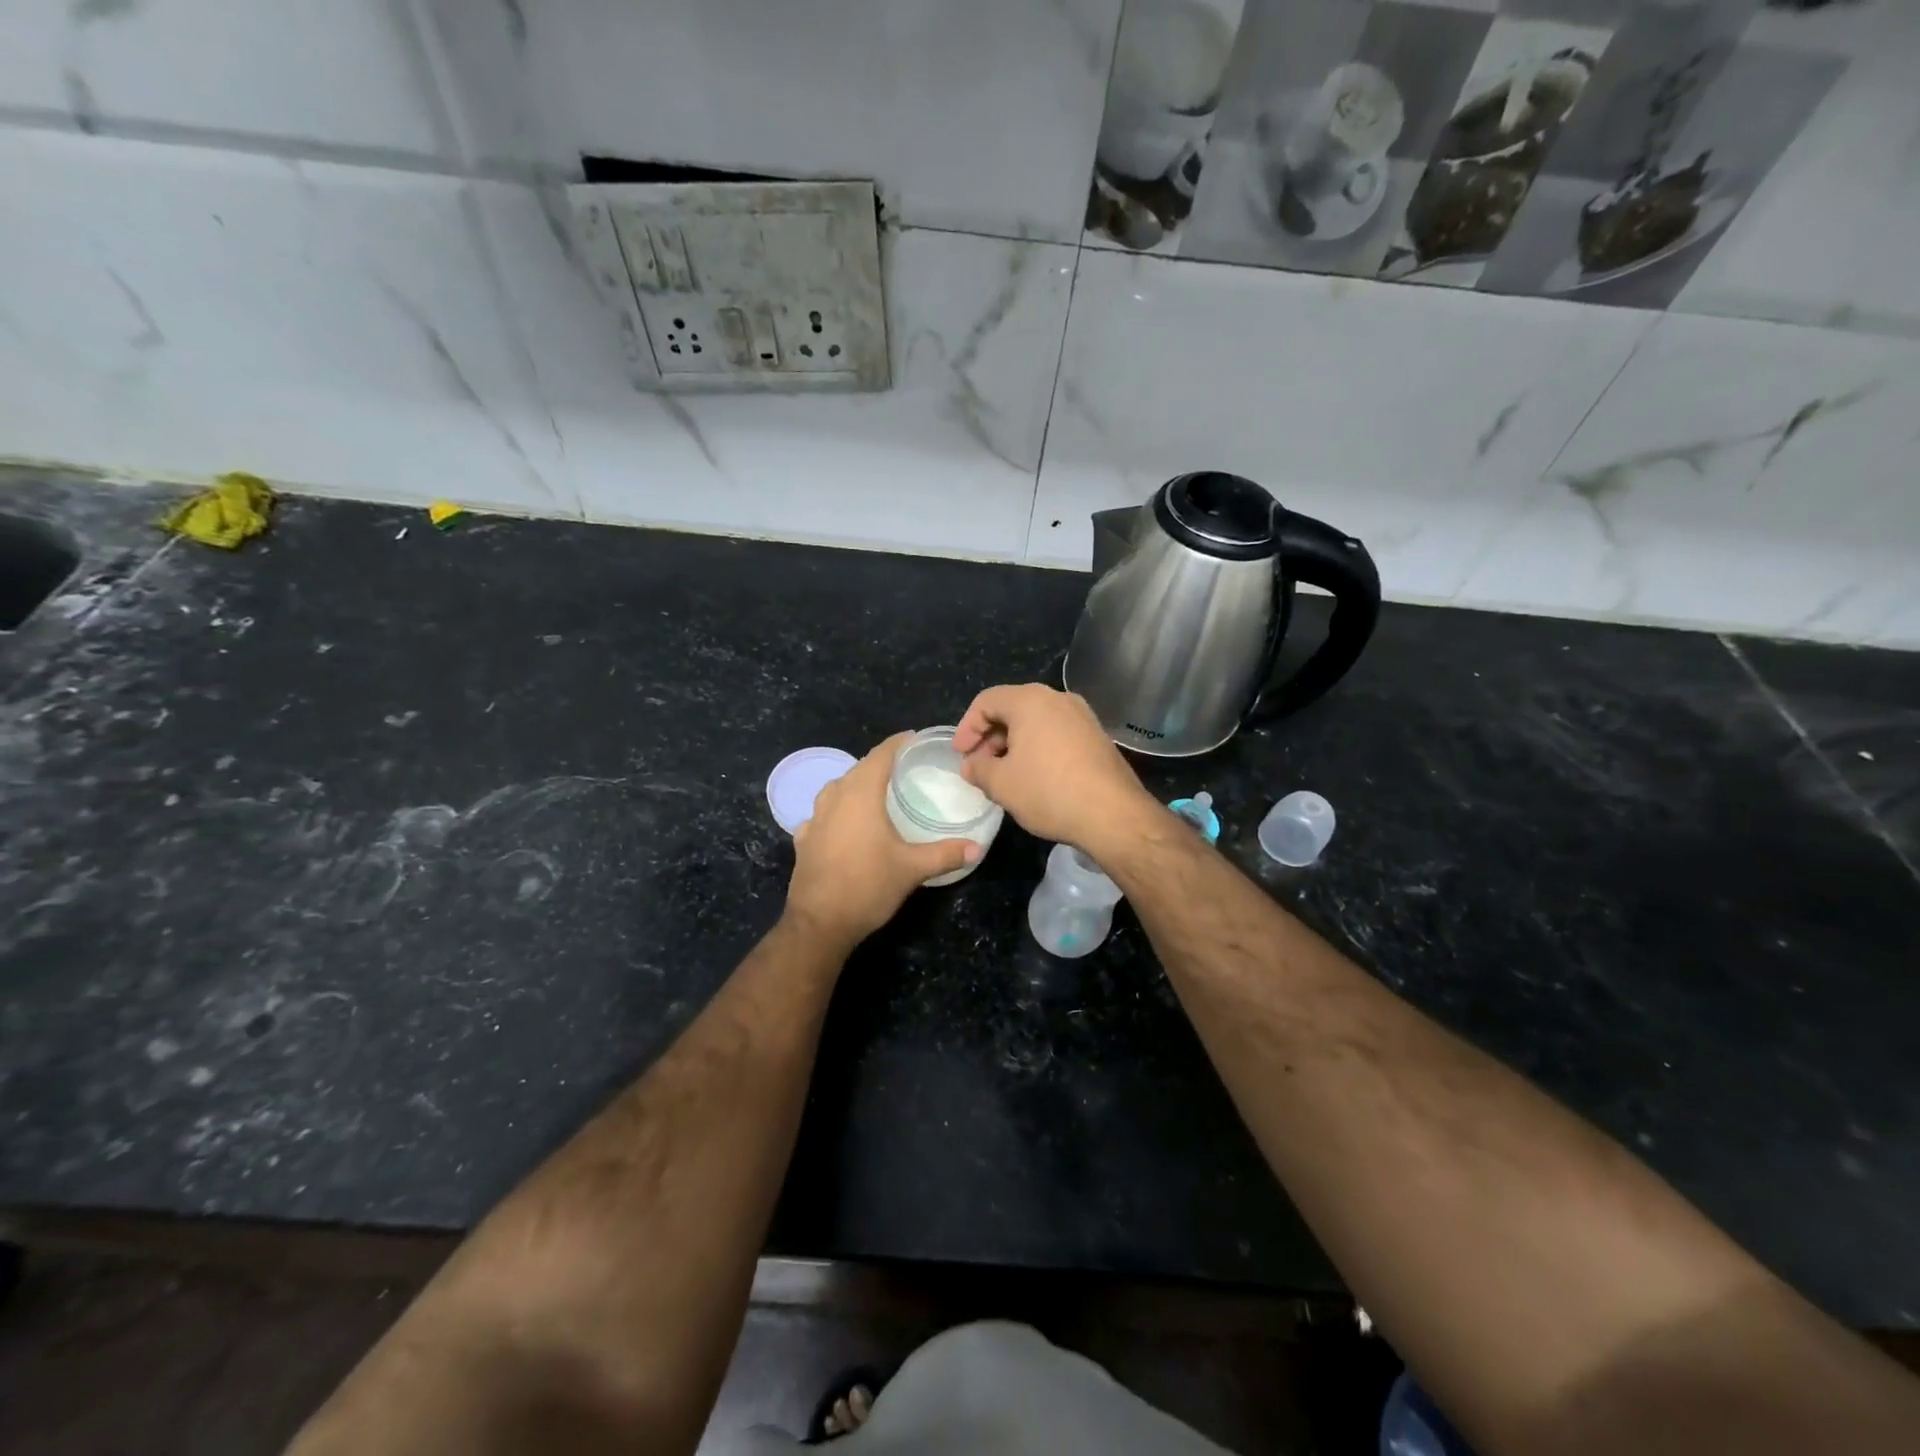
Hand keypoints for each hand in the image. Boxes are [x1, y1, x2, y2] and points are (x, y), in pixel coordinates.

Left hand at [785, 732, 979, 947]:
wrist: (819, 923)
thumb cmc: (868, 886)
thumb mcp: (912, 869)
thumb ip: (945, 853)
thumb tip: (977, 847)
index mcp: (861, 793)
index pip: (881, 755)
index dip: (898, 743)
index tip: (915, 738)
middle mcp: (834, 797)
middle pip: (859, 769)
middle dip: (880, 763)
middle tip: (905, 767)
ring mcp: (815, 818)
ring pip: (838, 789)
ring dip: (857, 784)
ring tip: (877, 792)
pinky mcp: (804, 839)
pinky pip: (823, 813)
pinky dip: (838, 810)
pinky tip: (846, 823)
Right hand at [953, 684, 1159, 853]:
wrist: (1113, 815)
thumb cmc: (1049, 792)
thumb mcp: (1001, 784)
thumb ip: (979, 769)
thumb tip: (972, 765)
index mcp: (1030, 700)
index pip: (986, 701)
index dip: (967, 727)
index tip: (960, 755)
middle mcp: (1058, 698)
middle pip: (1012, 707)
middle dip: (990, 736)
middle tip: (979, 765)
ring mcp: (1082, 716)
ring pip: (1035, 721)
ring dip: (1013, 743)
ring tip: (1003, 774)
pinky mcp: (1096, 736)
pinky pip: (1056, 732)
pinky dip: (1037, 747)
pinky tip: (1033, 776)